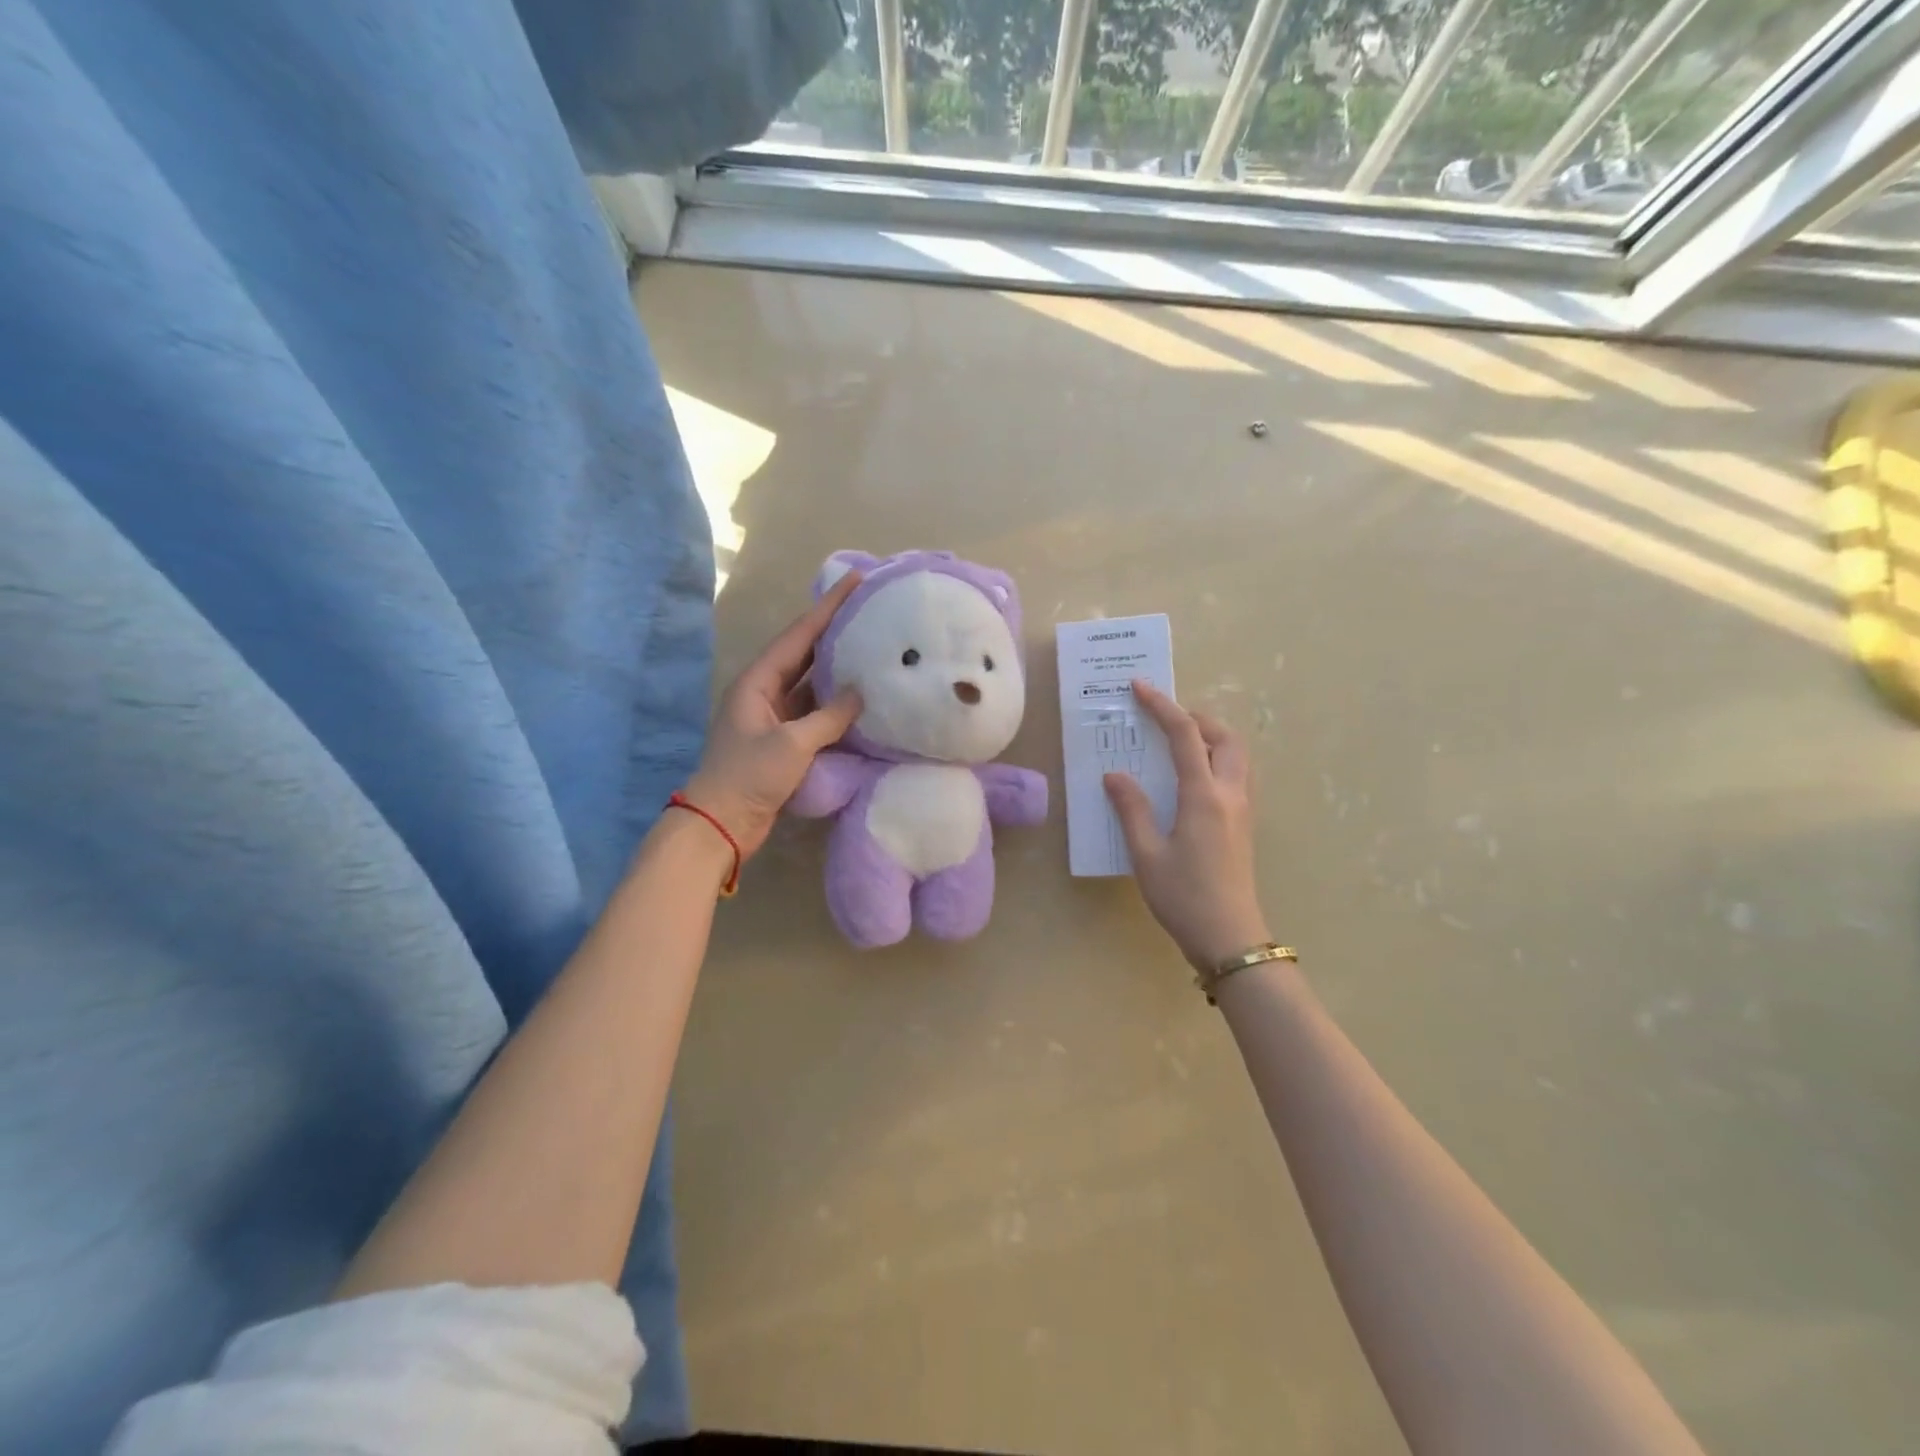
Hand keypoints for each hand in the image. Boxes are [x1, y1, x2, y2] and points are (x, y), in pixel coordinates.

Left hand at [681, 573, 863, 858]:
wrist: (722, 824)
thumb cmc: (749, 776)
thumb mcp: (791, 744)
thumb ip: (829, 717)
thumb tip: (860, 693)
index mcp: (758, 681)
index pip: (799, 635)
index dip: (827, 607)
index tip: (854, 581)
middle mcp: (765, 691)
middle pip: (804, 653)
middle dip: (834, 631)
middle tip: (868, 610)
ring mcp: (774, 717)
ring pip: (811, 683)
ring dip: (837, 668)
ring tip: (872, 647)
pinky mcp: (784, 741)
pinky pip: (815, 712)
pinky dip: (836, 704)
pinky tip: (861, 698)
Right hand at [1104, 681, 1268, 973]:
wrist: (1230, 938)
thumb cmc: (1183, 897)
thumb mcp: (1146, 854)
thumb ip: (1132, 809)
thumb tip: (1115, 775)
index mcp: (1204, 796)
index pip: (1185, 736)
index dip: (1162, 707)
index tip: (1140, 687)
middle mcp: (1230, 794)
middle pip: (1225, 737)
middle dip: (1197, 718)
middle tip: (1165, 719)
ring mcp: (1243, 810)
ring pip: (1237, 756)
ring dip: (1211, 737)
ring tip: (1178, 743)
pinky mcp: (1244, 826)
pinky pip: (1236, 776)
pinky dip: (1217, 760)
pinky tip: (1192, 779)